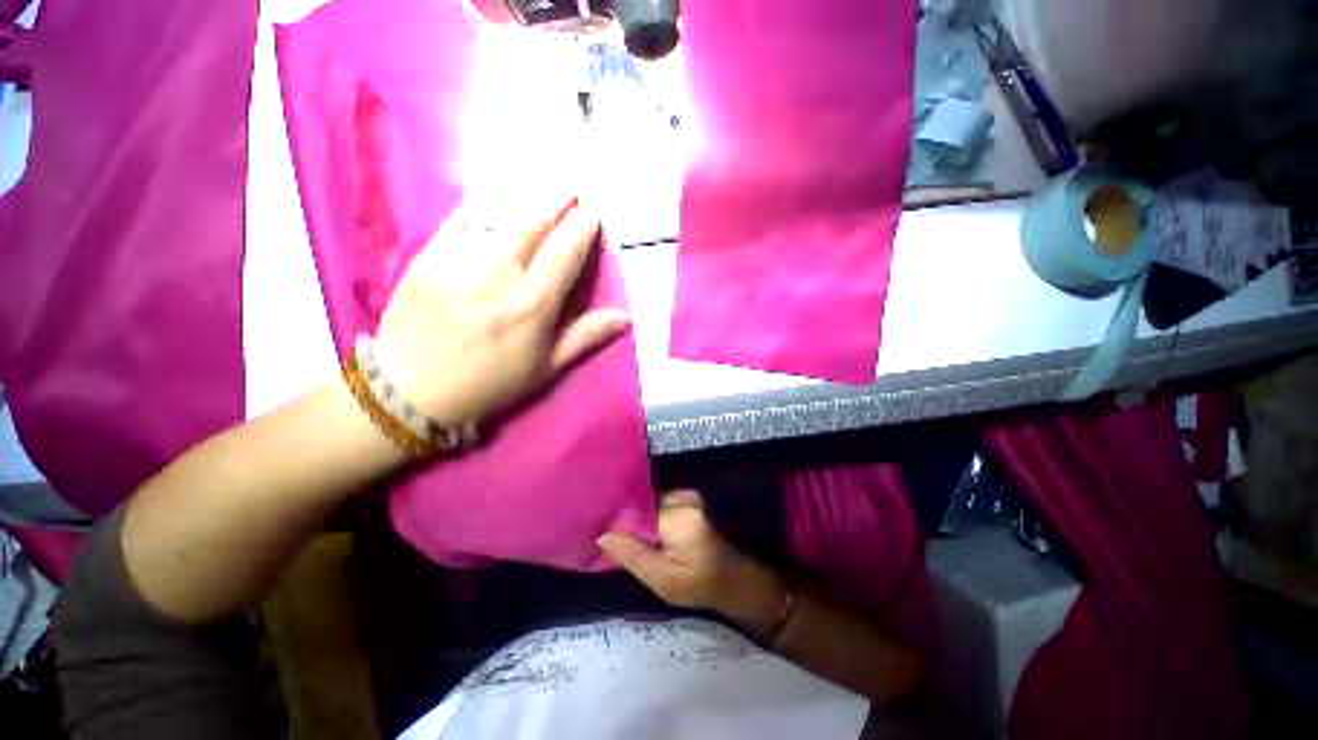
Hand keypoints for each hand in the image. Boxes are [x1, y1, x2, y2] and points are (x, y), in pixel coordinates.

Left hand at [374, 195, 628, 429]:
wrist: (413, 390)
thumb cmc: (491, 382)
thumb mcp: (546, 367)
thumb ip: (586, 336)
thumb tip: (625, 317)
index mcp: (534, 303)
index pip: (566, 251)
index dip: (582, 227)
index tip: (593, 212)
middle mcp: (499, 273)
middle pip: (534, 223)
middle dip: (556, 201)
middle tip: (571, 189)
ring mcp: (459, 259)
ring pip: (499, 216)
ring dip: (524, 201)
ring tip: (538, 192)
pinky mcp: (427, 256)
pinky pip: (461, 221)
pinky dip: (481, 208)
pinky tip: (490, 202)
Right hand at [598, 490, 786, 636]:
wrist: (732, 580)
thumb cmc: (699, 585)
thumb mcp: (662, 579)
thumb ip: (631, 555)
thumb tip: (602, 535)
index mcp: (680, 515)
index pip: (639, 511)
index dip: (618, 522)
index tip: (599, 532)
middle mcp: (684, 497)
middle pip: (643, 505)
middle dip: (627, 521)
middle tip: (608, 537)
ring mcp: (687, 496)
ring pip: (649, 505)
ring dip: (637, 521)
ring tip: (620, 536)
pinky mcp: (687, 501)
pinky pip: (658, 506)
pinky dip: (648, 519)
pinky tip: (640, 533)